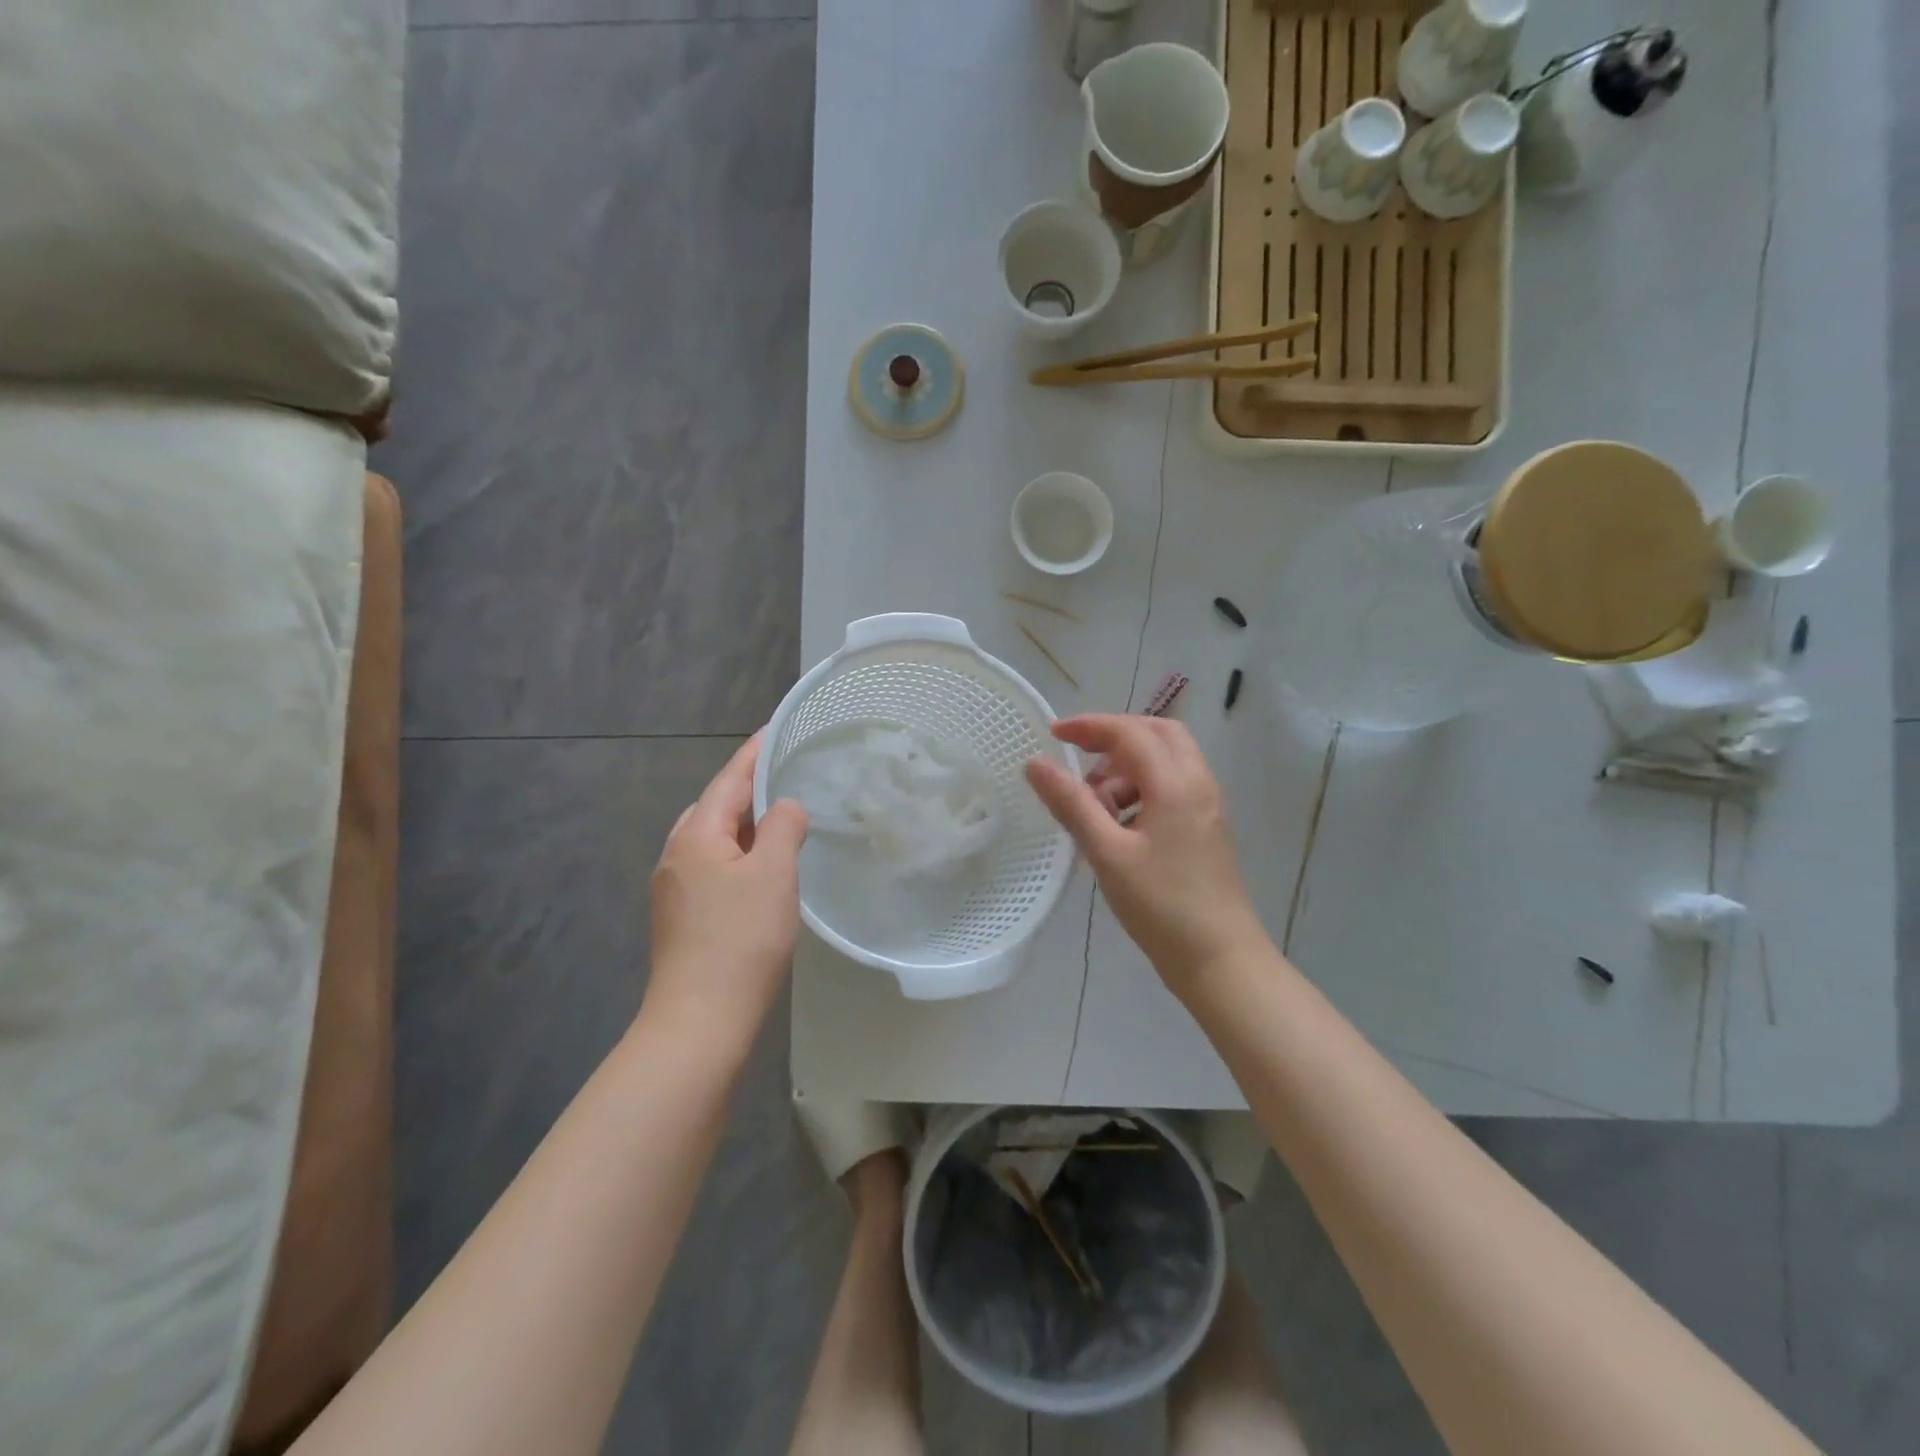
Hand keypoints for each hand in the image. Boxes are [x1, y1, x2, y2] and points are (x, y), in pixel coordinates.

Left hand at [644, 734, 808, 1058]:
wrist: (700, 1020)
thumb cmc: (740, 939)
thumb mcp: (773, 874)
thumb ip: (783, 827)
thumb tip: (785, 806)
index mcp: (696, 835)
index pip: (728, 780)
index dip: (753, 753)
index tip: (773, 729)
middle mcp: (676, 855)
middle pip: (716, 807)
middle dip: (748, 788)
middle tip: (787, 776)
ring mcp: (674, 888)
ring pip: (714, 840)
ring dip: (745, 825)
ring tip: (780, 818)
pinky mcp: (682, 917)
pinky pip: (714, 867)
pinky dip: (740, 855)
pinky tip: (761, 870)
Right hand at [1026, 715, 1266, 994]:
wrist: (1220, 959)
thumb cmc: (1161, 905)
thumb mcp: (1107, 853)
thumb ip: (1071, 804)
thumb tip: (1035, 763)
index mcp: (1176, 783)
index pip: (1130, 733)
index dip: (1089, 727)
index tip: (1053, 735)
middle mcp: (1198, 783)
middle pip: (1158, 734)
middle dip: (1116, 736)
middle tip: (1080, 756)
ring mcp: (1207, 806)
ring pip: (1167, 760)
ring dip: (1128, 766)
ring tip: (1095, 804)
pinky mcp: (1206, 827)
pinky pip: (1173, 786)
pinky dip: (1142, 788)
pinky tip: (1119, 825)